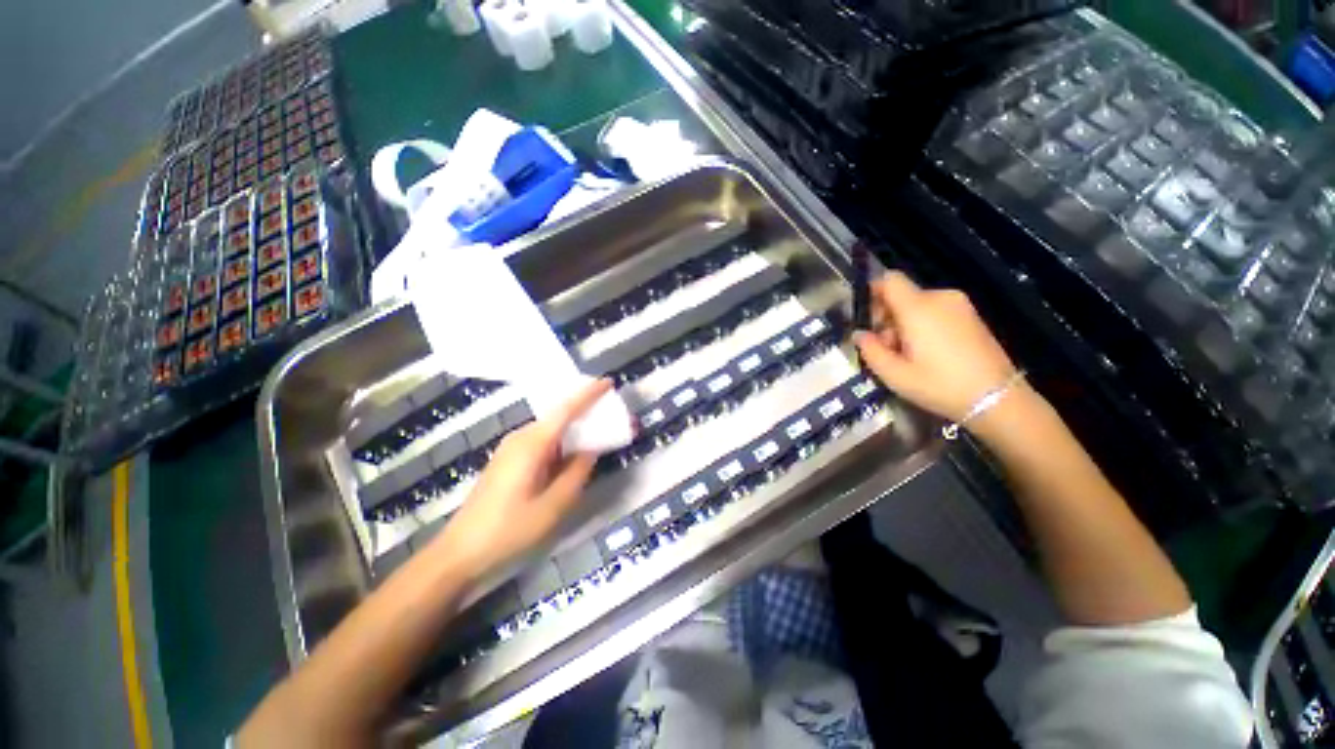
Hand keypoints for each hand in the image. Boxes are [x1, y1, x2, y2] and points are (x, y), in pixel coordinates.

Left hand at [432, 379, 612, 581]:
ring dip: (574, 428)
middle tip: (611, 414)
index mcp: (532, 444)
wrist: (460, 552)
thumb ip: (577, 473)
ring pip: (551, 429)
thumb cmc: (508, 530)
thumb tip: (592, 449)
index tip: (608, 382)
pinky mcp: (509, 460)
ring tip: (598, 432)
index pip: (566, 409)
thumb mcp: (553, 506)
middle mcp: (521, 438)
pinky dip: (562, 441)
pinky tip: (573, 452)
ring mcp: (512, 448)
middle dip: (585, 411)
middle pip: (559, 416)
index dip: (588, 394)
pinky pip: (542, 441)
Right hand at [854, 272, 1021, 424]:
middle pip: (902, 295)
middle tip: (885, 348)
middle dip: (887, 317)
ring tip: (906, 356)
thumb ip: (870, 350)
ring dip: (904, 324)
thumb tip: (859, 334)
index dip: (873, 292)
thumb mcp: (894, 374)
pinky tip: (927, 354)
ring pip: (918, 305)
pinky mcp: (971, 316)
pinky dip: (923, 326)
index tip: (868, 319)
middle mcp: (940, 298)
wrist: (997, 399)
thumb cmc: (939, 385)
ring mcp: (960, 306)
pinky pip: (936, 311)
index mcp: (918, 308)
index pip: (889, 279)